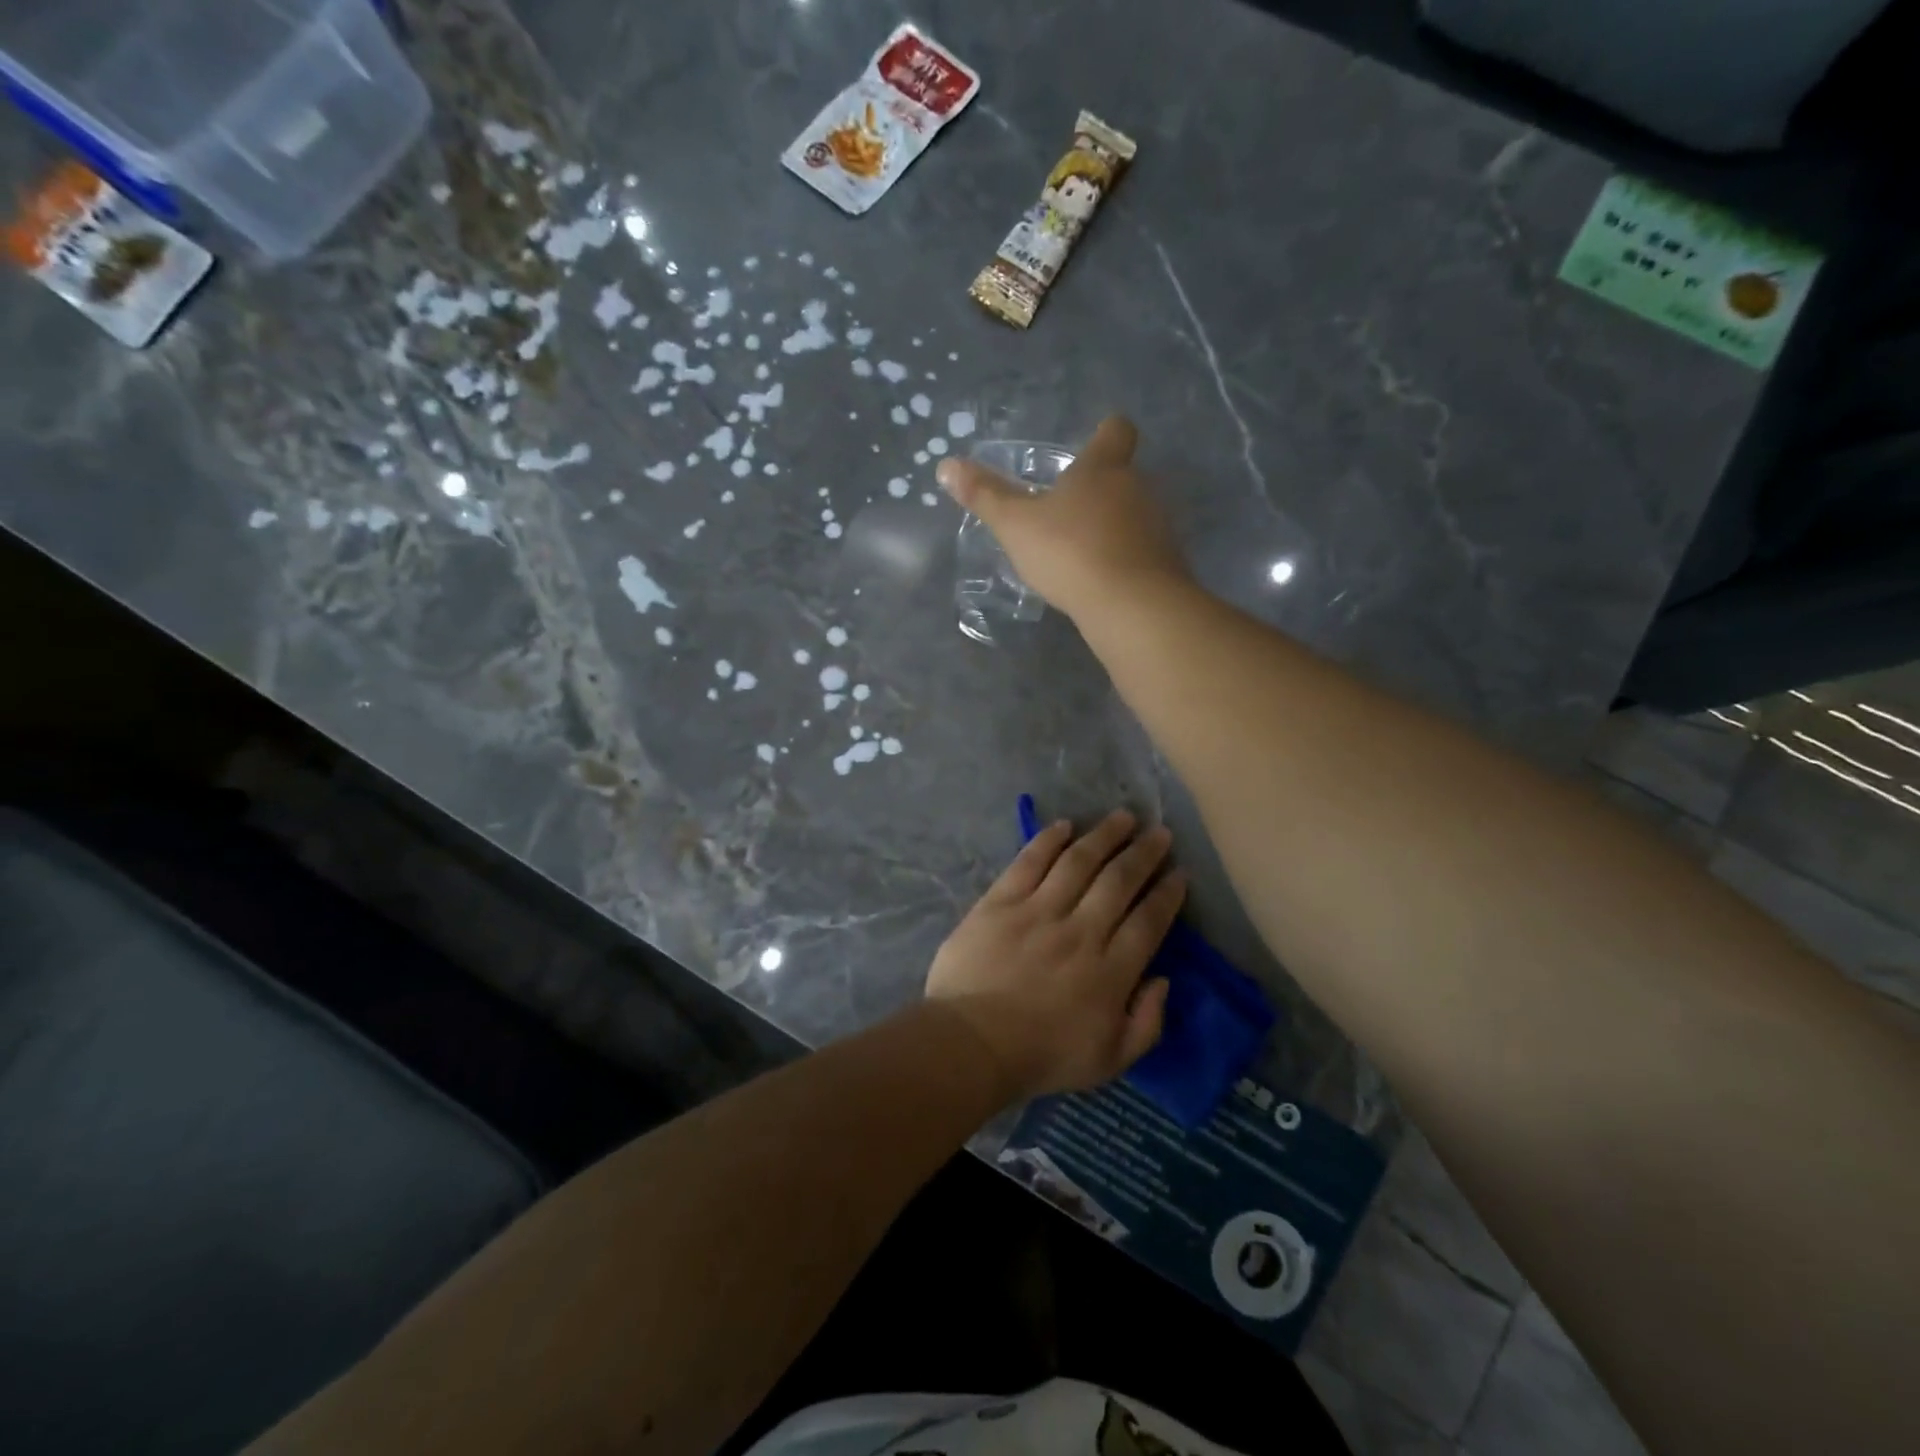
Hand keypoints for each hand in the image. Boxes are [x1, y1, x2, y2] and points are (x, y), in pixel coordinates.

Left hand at [926, 810, 1186, 1102]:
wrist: (971, 1043)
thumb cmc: (1041, 1056)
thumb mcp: (1110, 1061)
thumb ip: (1147, 1023)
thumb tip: (1163, 980)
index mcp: (1111, 971)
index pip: (1149, 921)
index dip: (1167, 894)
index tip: (1179, 873)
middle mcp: (1082, 931)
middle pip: (1120, 881)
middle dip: (1145, 853)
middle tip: (1160, 833)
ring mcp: (1039, 911)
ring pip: (1080, 861)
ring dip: (1105, 835)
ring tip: (1123, 818)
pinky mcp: (1001, 901)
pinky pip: (1030, 861)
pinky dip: (1049, 839)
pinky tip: (1065, 825)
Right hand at [935, 416, 1190, 622]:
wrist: (1132, 604)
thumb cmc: (1070, 551)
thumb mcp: (1016, 525)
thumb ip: (985, 496)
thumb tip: (946, 465)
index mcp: (1103, 468)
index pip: (1116, 431)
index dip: (1105, 434)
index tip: (1093, 444)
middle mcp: (1138, 488)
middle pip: (1124, 476)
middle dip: (1099, 490)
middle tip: (1067, 511)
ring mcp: (1158, 527)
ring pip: (1134, 516)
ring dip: (1112, 527)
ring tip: (1081, 552)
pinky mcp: (1166, 564)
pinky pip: (1142, 552)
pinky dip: (1123, 560)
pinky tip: (1101, 582)